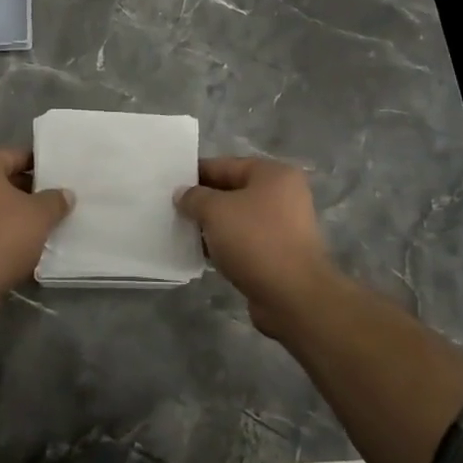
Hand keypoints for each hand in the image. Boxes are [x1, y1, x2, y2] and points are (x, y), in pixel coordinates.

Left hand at [0, 147, 73, 295]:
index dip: (40, 166)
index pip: (16, 155)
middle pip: (0, 178)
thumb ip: (55, 200)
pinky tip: (16, 244)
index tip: (59, 179)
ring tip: (38, 225)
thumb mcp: (39, 216)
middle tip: (52, 203)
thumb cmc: (1, 236)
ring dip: (10, 212)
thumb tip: (65, 194)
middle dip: (26, 191)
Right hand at [176, 157, 339, 335]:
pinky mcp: (279, 255)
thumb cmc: (255, 240)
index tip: (169, 184)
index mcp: (273, 174)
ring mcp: (283, 227)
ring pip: (237, 219)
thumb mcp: (215, 211)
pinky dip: (224, 246)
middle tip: (171, 208)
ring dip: (212, 226)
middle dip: (202, 201)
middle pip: (232, 192)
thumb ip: (194, 197)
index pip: (225, 165)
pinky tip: (202, 254)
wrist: (293, 296)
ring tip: (181, 232)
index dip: (195, 173)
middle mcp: (283, 195)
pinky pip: (244, 243)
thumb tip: (183, 194)